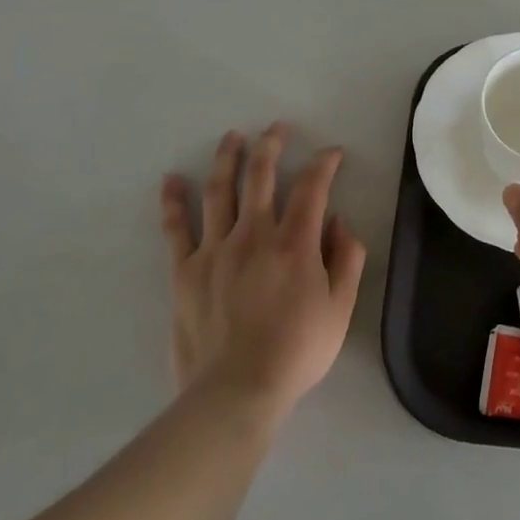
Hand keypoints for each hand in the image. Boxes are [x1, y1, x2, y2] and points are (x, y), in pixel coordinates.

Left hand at [161, 124, 366, 418]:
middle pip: (261, 176)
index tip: (332, 153)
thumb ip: (347, 259)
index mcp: (294, 243)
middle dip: (271, 145)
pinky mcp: (185, 270)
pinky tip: (172, 180)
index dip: (324, 163)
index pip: (312, 187)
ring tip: (232, 137)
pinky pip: (176, 228)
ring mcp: (215, 249)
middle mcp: (254, 235)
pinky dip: (174, 201)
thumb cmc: (297, 351)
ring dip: (227, 158)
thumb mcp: (341, 308)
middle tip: (277, 128)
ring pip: (220, 191)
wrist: (237, 391)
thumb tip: (340, 222)